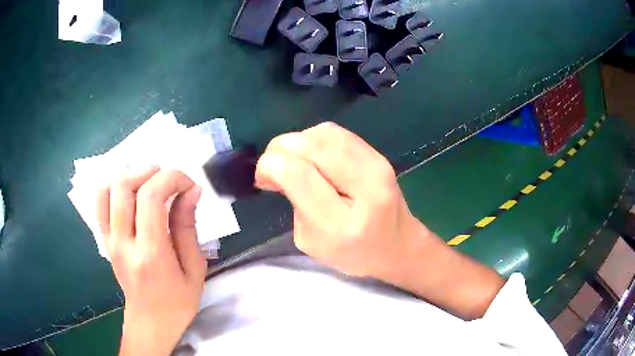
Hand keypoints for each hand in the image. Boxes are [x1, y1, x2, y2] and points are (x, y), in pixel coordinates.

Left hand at [96, 167, 206, 355]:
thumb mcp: (194, 269)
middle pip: (124, 186)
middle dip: (149, 171)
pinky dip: (113, 186)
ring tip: (148, 181)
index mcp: (150, 254)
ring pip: (107, 189)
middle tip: (168, 179)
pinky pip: (100, 203)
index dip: (172, 179)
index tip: (189, 185)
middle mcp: (123, 243)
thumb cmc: (178, 301)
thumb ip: (188, 227)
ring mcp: (109, 240)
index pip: (151, 197)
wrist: (151, 321)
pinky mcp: (105, 240)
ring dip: (129, 175)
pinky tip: (130, 191)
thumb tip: (191, 190)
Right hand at [256, 123, 503, 318]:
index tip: (263, 176)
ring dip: (297, 141)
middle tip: (273, 165)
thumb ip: (293, 203)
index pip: (298, 173)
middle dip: (280, 148)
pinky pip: (337, 133)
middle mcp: (365, 188)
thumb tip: (276, 167)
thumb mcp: (311, 242)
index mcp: (342, 223)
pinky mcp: (379, 155)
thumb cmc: (353, 254)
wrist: (398, 245)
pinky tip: (311, 154)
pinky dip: (314, 138)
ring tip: (291, 159)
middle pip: (312, 145)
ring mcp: (377, 166)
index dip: (270, 165)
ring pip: (324, 133)